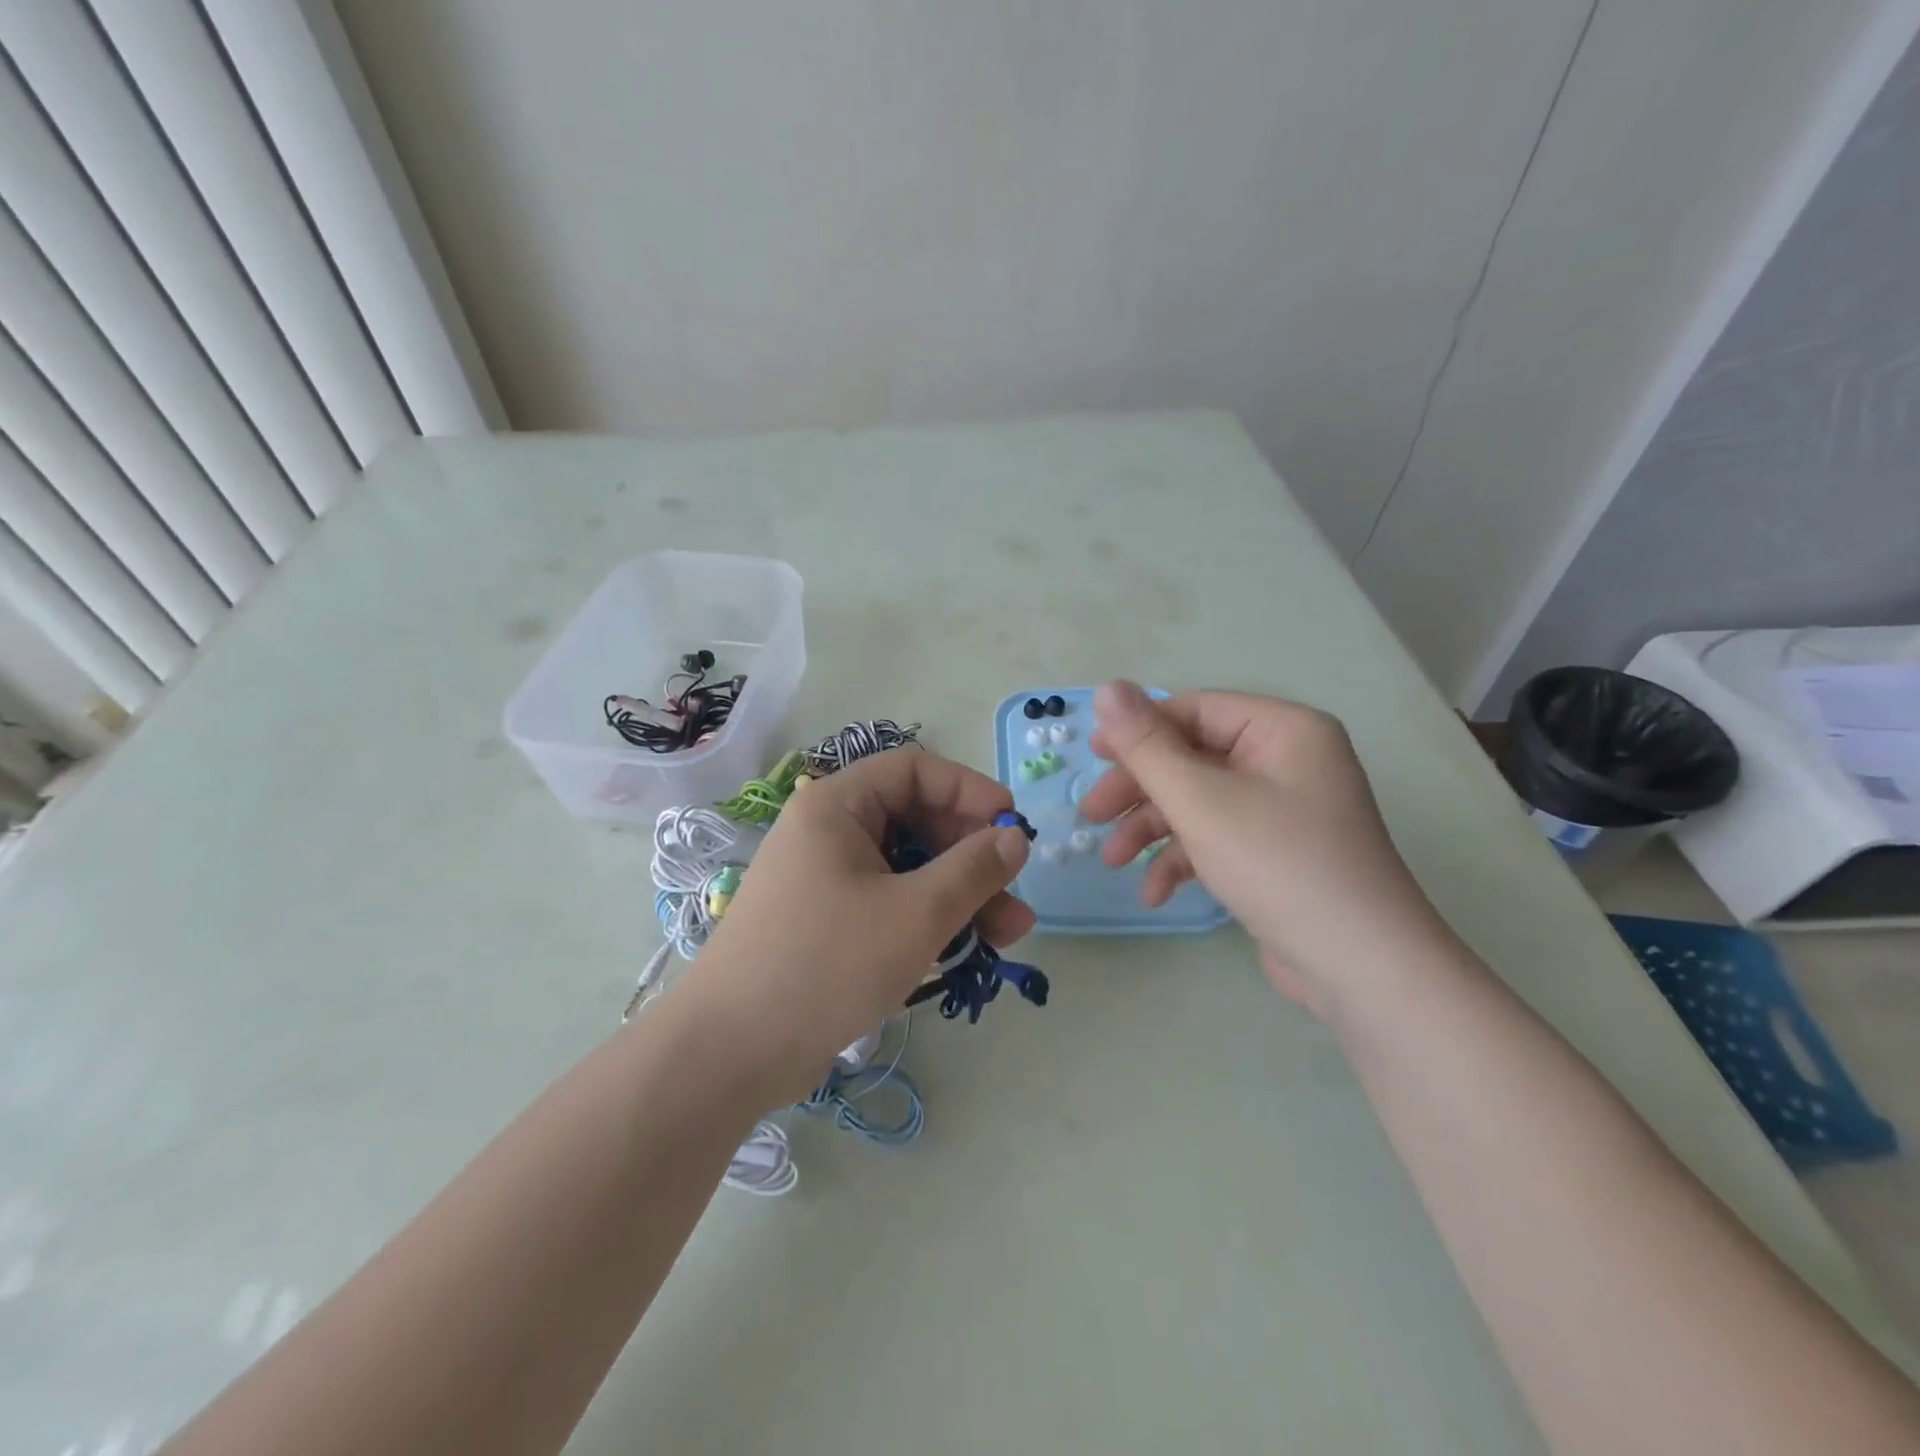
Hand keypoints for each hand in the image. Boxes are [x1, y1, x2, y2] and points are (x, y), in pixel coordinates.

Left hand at [671, 748, 1034, 1101]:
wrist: (730, 1053)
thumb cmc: (826, 965)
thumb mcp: (915, 914)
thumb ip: (973, 869)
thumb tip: (1016, 838)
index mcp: (838, 806)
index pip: (916, 771)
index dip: (970, 791)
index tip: (1013, 827)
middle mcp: (829, 832)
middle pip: (916, 820)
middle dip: (972, 855)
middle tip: (1016, 893)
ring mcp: (826, 879)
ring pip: (909, 868)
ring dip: (960, 895)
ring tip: (1010, 934)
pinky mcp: (828, 922)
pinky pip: (890, 902)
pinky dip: (929, 919)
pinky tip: (967, 950)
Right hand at [1078, 680, 1454, 1018]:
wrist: (1362, 968)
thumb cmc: (1279, 865)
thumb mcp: (1201, 800)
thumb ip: (1147, 745)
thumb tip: (1106, 688)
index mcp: (1282, 730)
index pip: (1194, 710)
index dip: (1138, 731)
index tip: (1091, 757)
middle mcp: (1286, 761)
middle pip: (1192, 758)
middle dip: (1139, 790)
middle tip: (1090, 815)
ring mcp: (1283, 810)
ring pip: (1198, 801)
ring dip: (1152, 830)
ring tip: (1111, 861)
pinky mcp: (1276, 853)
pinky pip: (1218, 838)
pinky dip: (1183, 860)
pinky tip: (1155, 892)